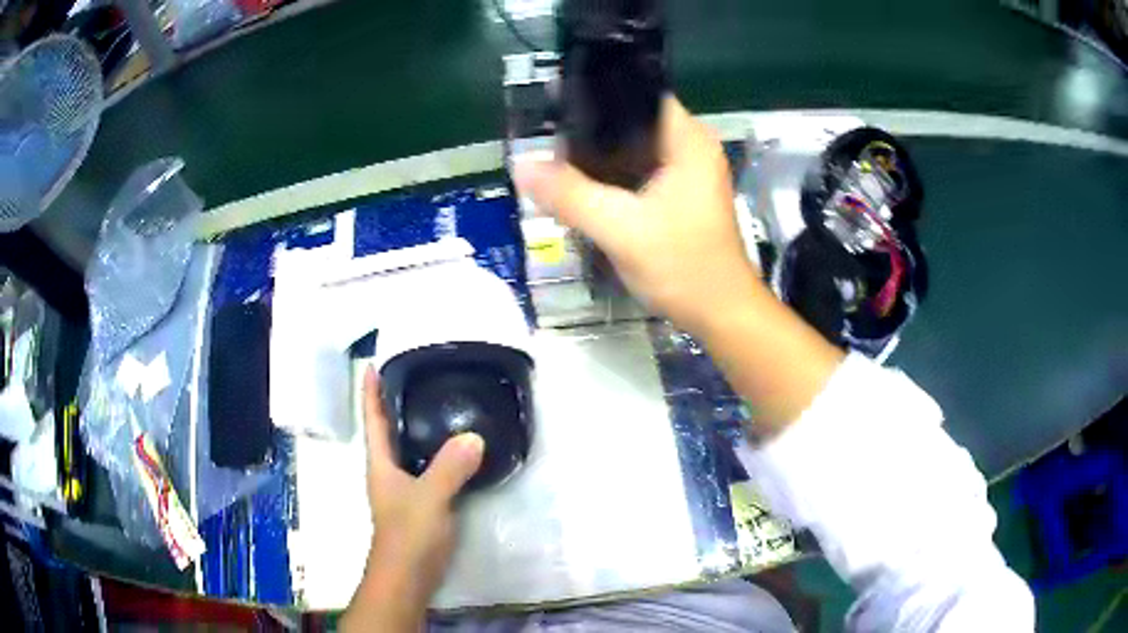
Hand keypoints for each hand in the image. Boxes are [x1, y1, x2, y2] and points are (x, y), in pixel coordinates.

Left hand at [341, 367, 483, 631]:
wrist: (409, 575)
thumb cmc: (409, 533)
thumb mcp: (430, 497)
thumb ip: (451, 467)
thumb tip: (475, 436)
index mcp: (380, 464)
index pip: (373, 420)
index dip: (370, 392)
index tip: (372, 364)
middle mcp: (388, 472)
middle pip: (388, 431)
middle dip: (395, 404)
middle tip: (416, 376)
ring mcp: (403, 489)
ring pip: (409, 450)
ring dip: (417, 427)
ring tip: (438, 404)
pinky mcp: (420, 504)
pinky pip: (428, 468)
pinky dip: (437, 453)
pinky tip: (457, 449)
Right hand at [515, 96, 761, 336]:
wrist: (721, 314)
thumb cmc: (684, 268)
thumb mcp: (621, 230)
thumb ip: (570, 195)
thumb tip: (521, 165)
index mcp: (688, 139)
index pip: (637, 94)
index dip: (596, 98)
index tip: (555, 111)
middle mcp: (692, 146)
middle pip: (631, 122)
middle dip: (590, 134)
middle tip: (547, 147)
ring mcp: (688, 171)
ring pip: (633, 148)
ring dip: (599, 158)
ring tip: (557, 166)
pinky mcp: (681, 194)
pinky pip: (639, 171)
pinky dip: (613, 178)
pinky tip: (584, 190)